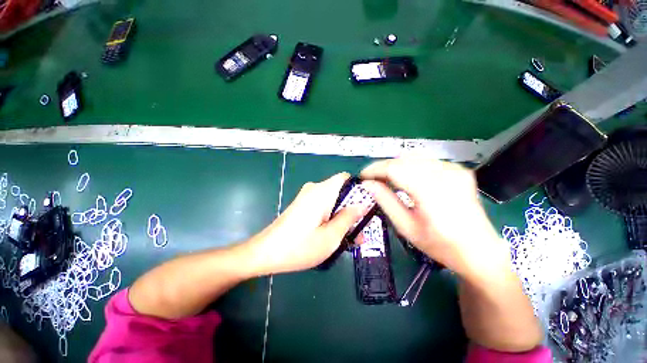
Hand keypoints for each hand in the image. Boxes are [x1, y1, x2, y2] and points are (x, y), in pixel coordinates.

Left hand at [247, 173, 366, 274]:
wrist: (265, 253)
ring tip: (353, 238)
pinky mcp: (303, 206)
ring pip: (333, 202)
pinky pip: (324, 207)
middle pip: (341, 192)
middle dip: (353, 209)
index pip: (346, 178)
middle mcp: (315, 189)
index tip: (368, 206)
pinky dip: (332, 218)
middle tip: (362, 229)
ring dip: (344, 217)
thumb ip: (349, 218)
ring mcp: (307, 197)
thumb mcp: (331, 236)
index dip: (359, 189)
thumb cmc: (299, 247)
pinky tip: (337, 236)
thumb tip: (363, 204)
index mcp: (322, 191)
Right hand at [361, 157, 510, 279]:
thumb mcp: (406, 227)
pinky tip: (406, 178)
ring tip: (386, 179)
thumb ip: (385, 201)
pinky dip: (410, 166)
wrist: (479, 251)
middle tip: (372, 179)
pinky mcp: (458, 170)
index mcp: (431, 192)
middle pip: (403, 160)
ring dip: (395, 166)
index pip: (394, 169)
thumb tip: (367, 184)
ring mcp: (454, 169)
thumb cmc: (440, 245)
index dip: (375, 169)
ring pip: (414, 157)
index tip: (362, 176)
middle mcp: (445, 174)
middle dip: (383, 167)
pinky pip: (426, 161)